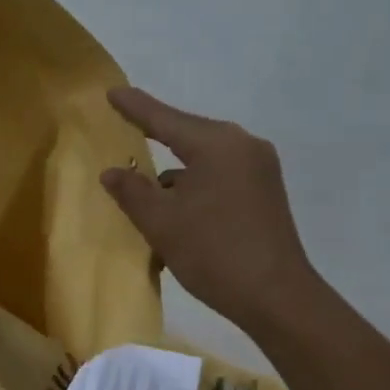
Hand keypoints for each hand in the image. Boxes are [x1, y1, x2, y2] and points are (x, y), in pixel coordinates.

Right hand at [100, 87, 318, 339]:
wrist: (277, 298)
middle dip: (156, 144)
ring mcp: (260, 171)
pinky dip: (196, 191)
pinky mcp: (266, 195)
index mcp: (217, 144)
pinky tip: (179, 216)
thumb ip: (132, 192)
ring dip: (176, 179)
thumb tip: (112, 171)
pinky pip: (220, 180)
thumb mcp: (162, 223)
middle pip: (188, 138)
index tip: (112, 92)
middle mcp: (243, 147)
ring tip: (147, 199)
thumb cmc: (214, 253)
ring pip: (204, 164)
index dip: (135, 107)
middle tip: (126, 138)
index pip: (166, 119)